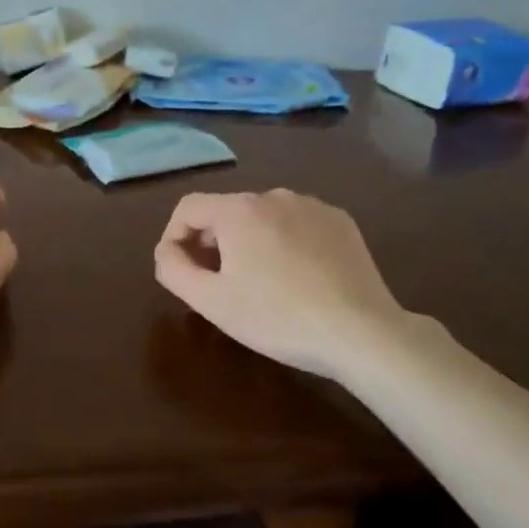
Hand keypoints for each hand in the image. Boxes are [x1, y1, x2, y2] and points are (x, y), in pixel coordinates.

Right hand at [153, 190, 407, 378]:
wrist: (361, 332)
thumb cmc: (278, 318)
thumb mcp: (212, 302)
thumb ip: (173, 269)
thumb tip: (166, 250)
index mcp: (238, 209)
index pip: (188, 207)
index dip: (174, 236)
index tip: (180, 270)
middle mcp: (273, 195)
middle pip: (226, 212)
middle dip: (213, 242)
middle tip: (219, 284)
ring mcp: (311, 205)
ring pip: (263, 218)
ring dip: (250, 242)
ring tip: (261, 283)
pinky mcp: (340, 221)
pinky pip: (297, 224)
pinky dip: (286, 243)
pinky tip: (298, 278)